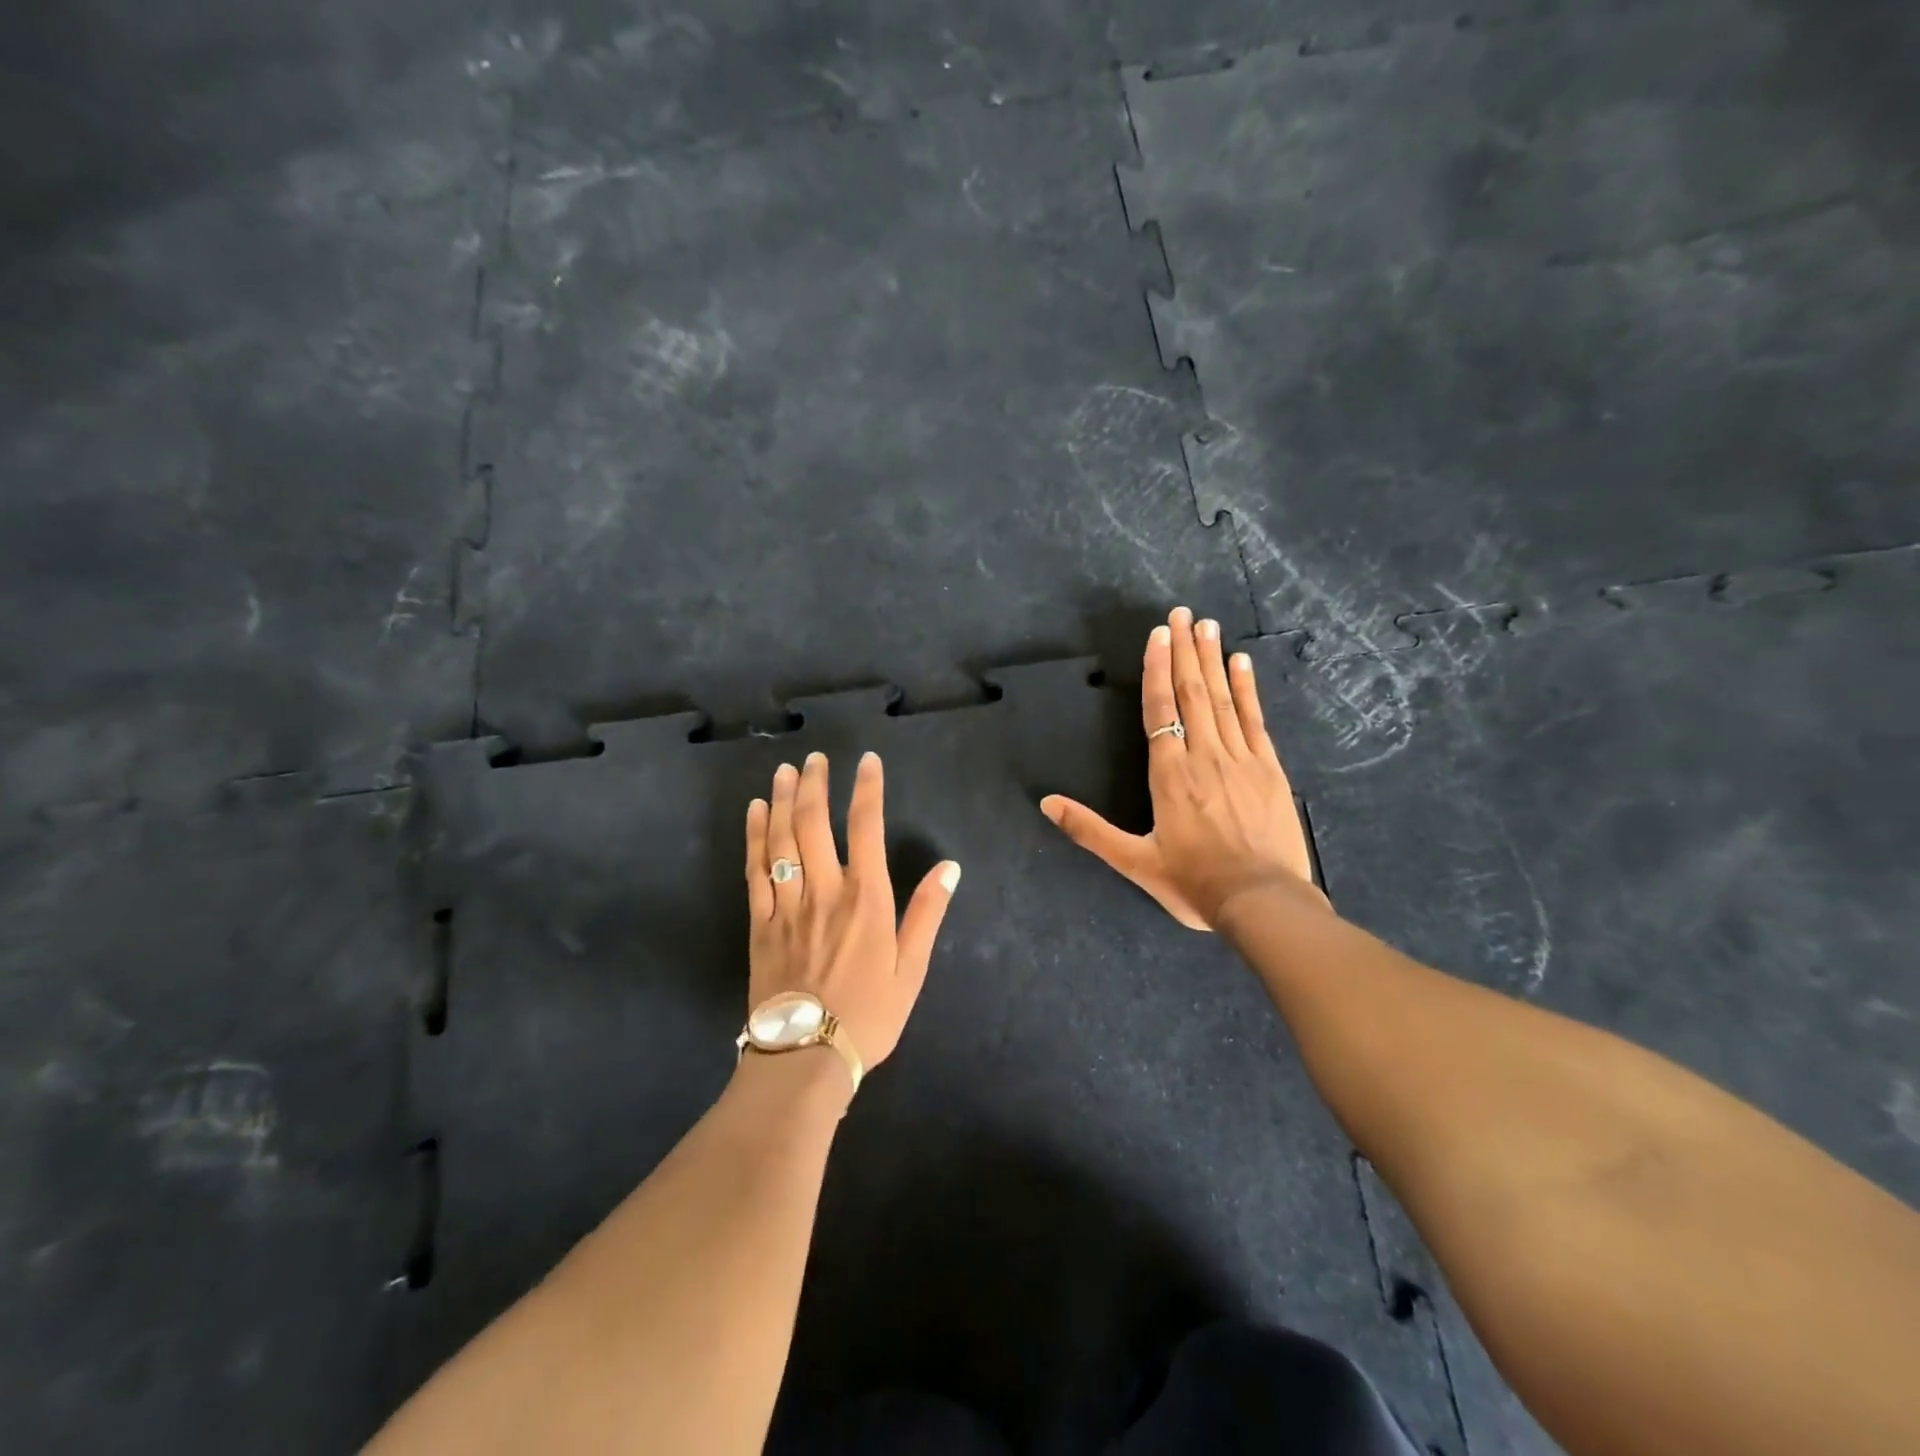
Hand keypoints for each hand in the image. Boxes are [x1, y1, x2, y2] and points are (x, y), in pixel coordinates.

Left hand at [745, 751, 960, 1075]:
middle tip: (816, 758)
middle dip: (815, 784)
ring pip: (782, 839)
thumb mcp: (912, 969)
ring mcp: (787, 905)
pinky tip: (757, 812)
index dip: (868, 789)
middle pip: (815, 823)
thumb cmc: (869, 1014)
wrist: (806, 1057)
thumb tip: (949, 867)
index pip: (867, 827)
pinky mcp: (760, 922)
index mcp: (866, 899)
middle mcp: (825, 890)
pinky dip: (755, 835)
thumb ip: (927, 913)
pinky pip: (755, 869)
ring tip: (786, 771)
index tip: (867, 762)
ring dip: (784, 800)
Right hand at [1040, 606, 1327, 931]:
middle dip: (1185, 650)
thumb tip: (1046, 803)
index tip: (1160, 634)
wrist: (1262, 903)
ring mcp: (1241, 759)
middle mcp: (1203, 755)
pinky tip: (1242, 663)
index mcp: (1169, 774)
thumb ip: (1090, 830)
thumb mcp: (1134, 862)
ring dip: (1213, 659)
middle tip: (1183, 613)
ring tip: (1209, 625)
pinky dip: (1247, 688)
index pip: (1159, 709)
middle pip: (1192, 692)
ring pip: (1223, 699)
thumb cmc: (1193, 883)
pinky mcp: (1270, 769)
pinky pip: (1254, 719)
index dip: (1157, 669)